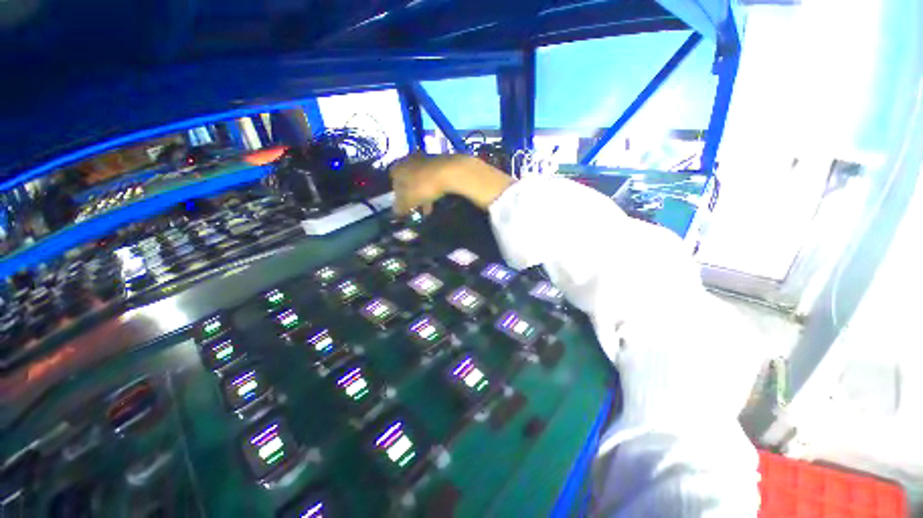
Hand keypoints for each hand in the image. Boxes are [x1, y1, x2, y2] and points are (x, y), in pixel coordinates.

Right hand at [389, 154, 458, 215]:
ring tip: (428, 209)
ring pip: (420, 181)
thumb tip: (396, 212)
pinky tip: (437, 201)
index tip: (404, 208)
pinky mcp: (439, 162)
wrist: (449, 172)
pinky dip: (433, 190)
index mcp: (397, 167)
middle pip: (407, 182)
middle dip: (412, 197)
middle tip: (417, 210)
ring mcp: (424, 159)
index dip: (397, 197)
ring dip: (423, 195)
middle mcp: (408, 160)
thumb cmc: (423, 186)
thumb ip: (399, 207)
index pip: (393, 183)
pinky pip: (432, 179)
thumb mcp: (407, 201)